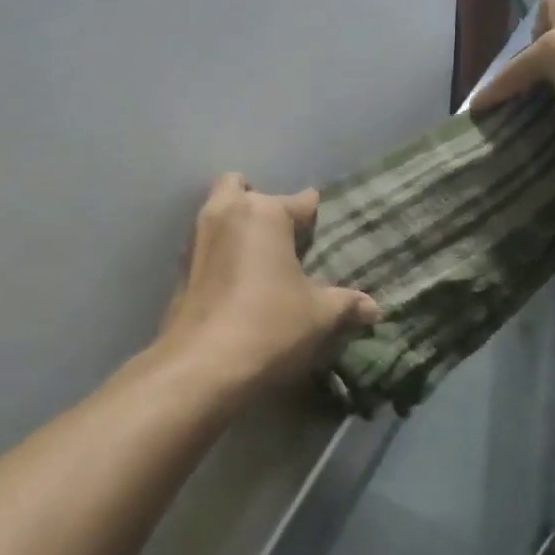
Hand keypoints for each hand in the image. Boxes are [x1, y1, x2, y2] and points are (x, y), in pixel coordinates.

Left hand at [159, 174, 382, 393]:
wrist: (201, 367)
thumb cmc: (269, 325)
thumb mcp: (319, 315)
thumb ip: (346, 304)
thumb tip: (374, 308)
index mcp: (264, 213)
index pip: (300, 201)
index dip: (315, 214)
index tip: (323, 226)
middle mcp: (226, 213)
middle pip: (240, 187)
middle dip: (259, 201)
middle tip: (281, 234)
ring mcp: (197, 239)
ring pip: (218, 213)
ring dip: (236, 225)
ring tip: (261, 258)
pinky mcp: (180, 269)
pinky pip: (205, 245)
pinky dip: (221, 253)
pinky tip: (237, 282)